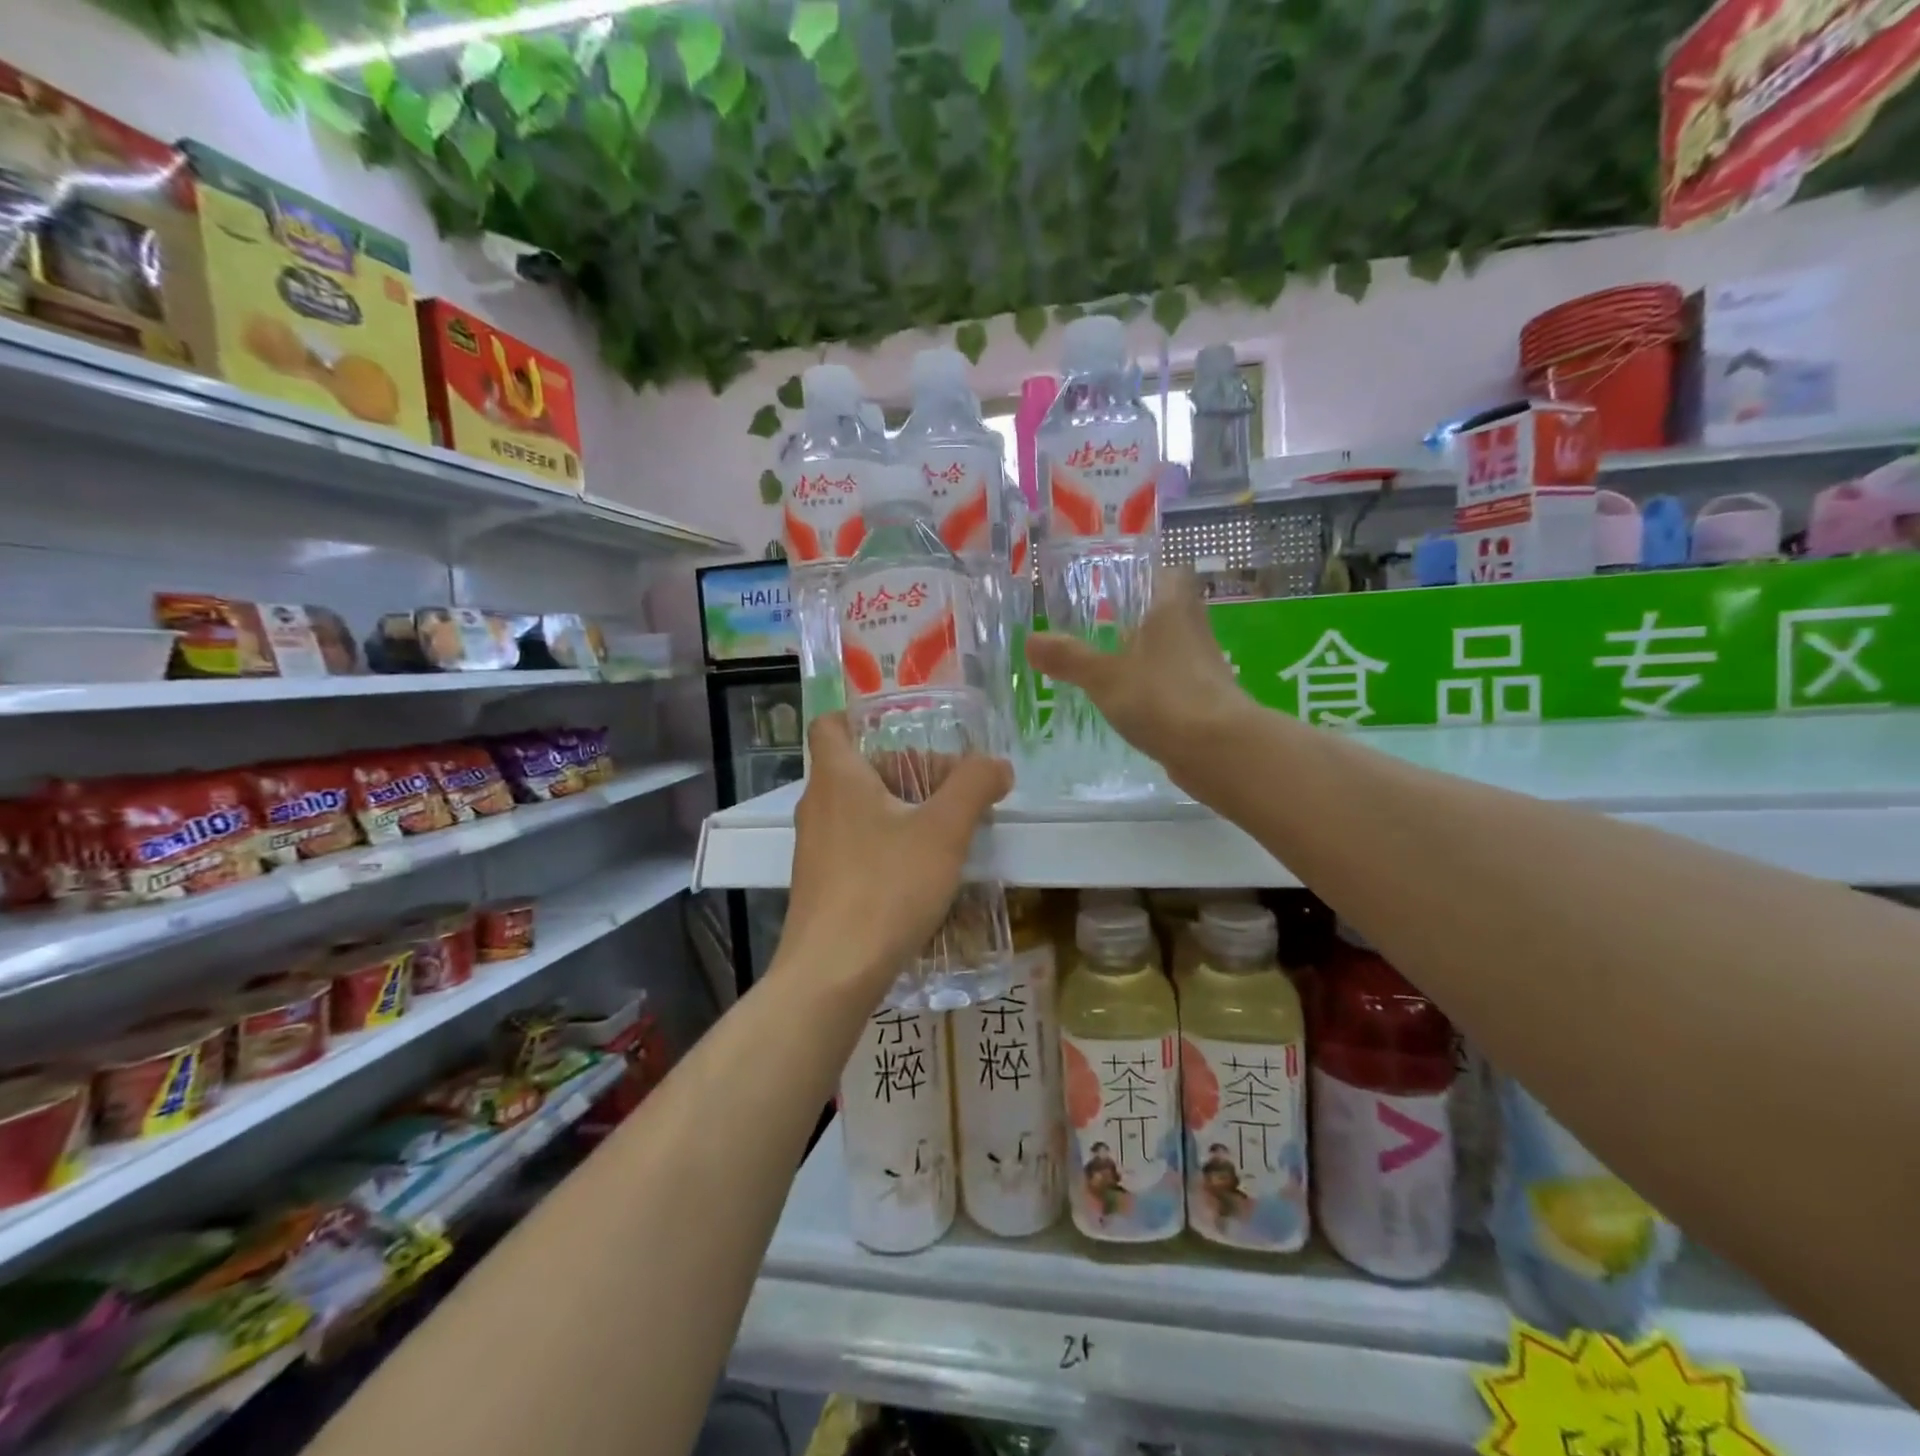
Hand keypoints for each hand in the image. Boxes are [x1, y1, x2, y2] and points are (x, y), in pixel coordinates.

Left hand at [780, 713, 1011, 995]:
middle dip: (906, 771)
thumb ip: (974, 787)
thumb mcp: (943, 831)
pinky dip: (887, 842)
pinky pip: (856, 844)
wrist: (832, 973)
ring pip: (859, 808)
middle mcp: (817, 805)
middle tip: (952, 789)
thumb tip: (998, 765)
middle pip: (858, 767)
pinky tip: (922, 871)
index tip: (907, 731)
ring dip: (901, 809)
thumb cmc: (886, 887)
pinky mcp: (821, 883)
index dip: (863, 718)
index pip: (830, 724)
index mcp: (837, 777)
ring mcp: (814, 847)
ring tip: (947, 830)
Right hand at [1026, 566, 1246, 772]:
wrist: (1219, 751)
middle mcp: (1193, 630)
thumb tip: (1029, 640)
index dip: (1148, 574)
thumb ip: (1069, 658)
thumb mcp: (1105, 677)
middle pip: (1171, 611)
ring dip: (1148, 653)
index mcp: (1173, 609)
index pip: (1170, 574)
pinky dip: (1156, 686)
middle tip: (1103, 624)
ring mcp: (1204, 668)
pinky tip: (1131, 701)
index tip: (1120, 583)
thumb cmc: (1162, 698)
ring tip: (1109, 662)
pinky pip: (1176, 682)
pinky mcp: (1207, 701)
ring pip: (1173, 648)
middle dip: (1141, 616)